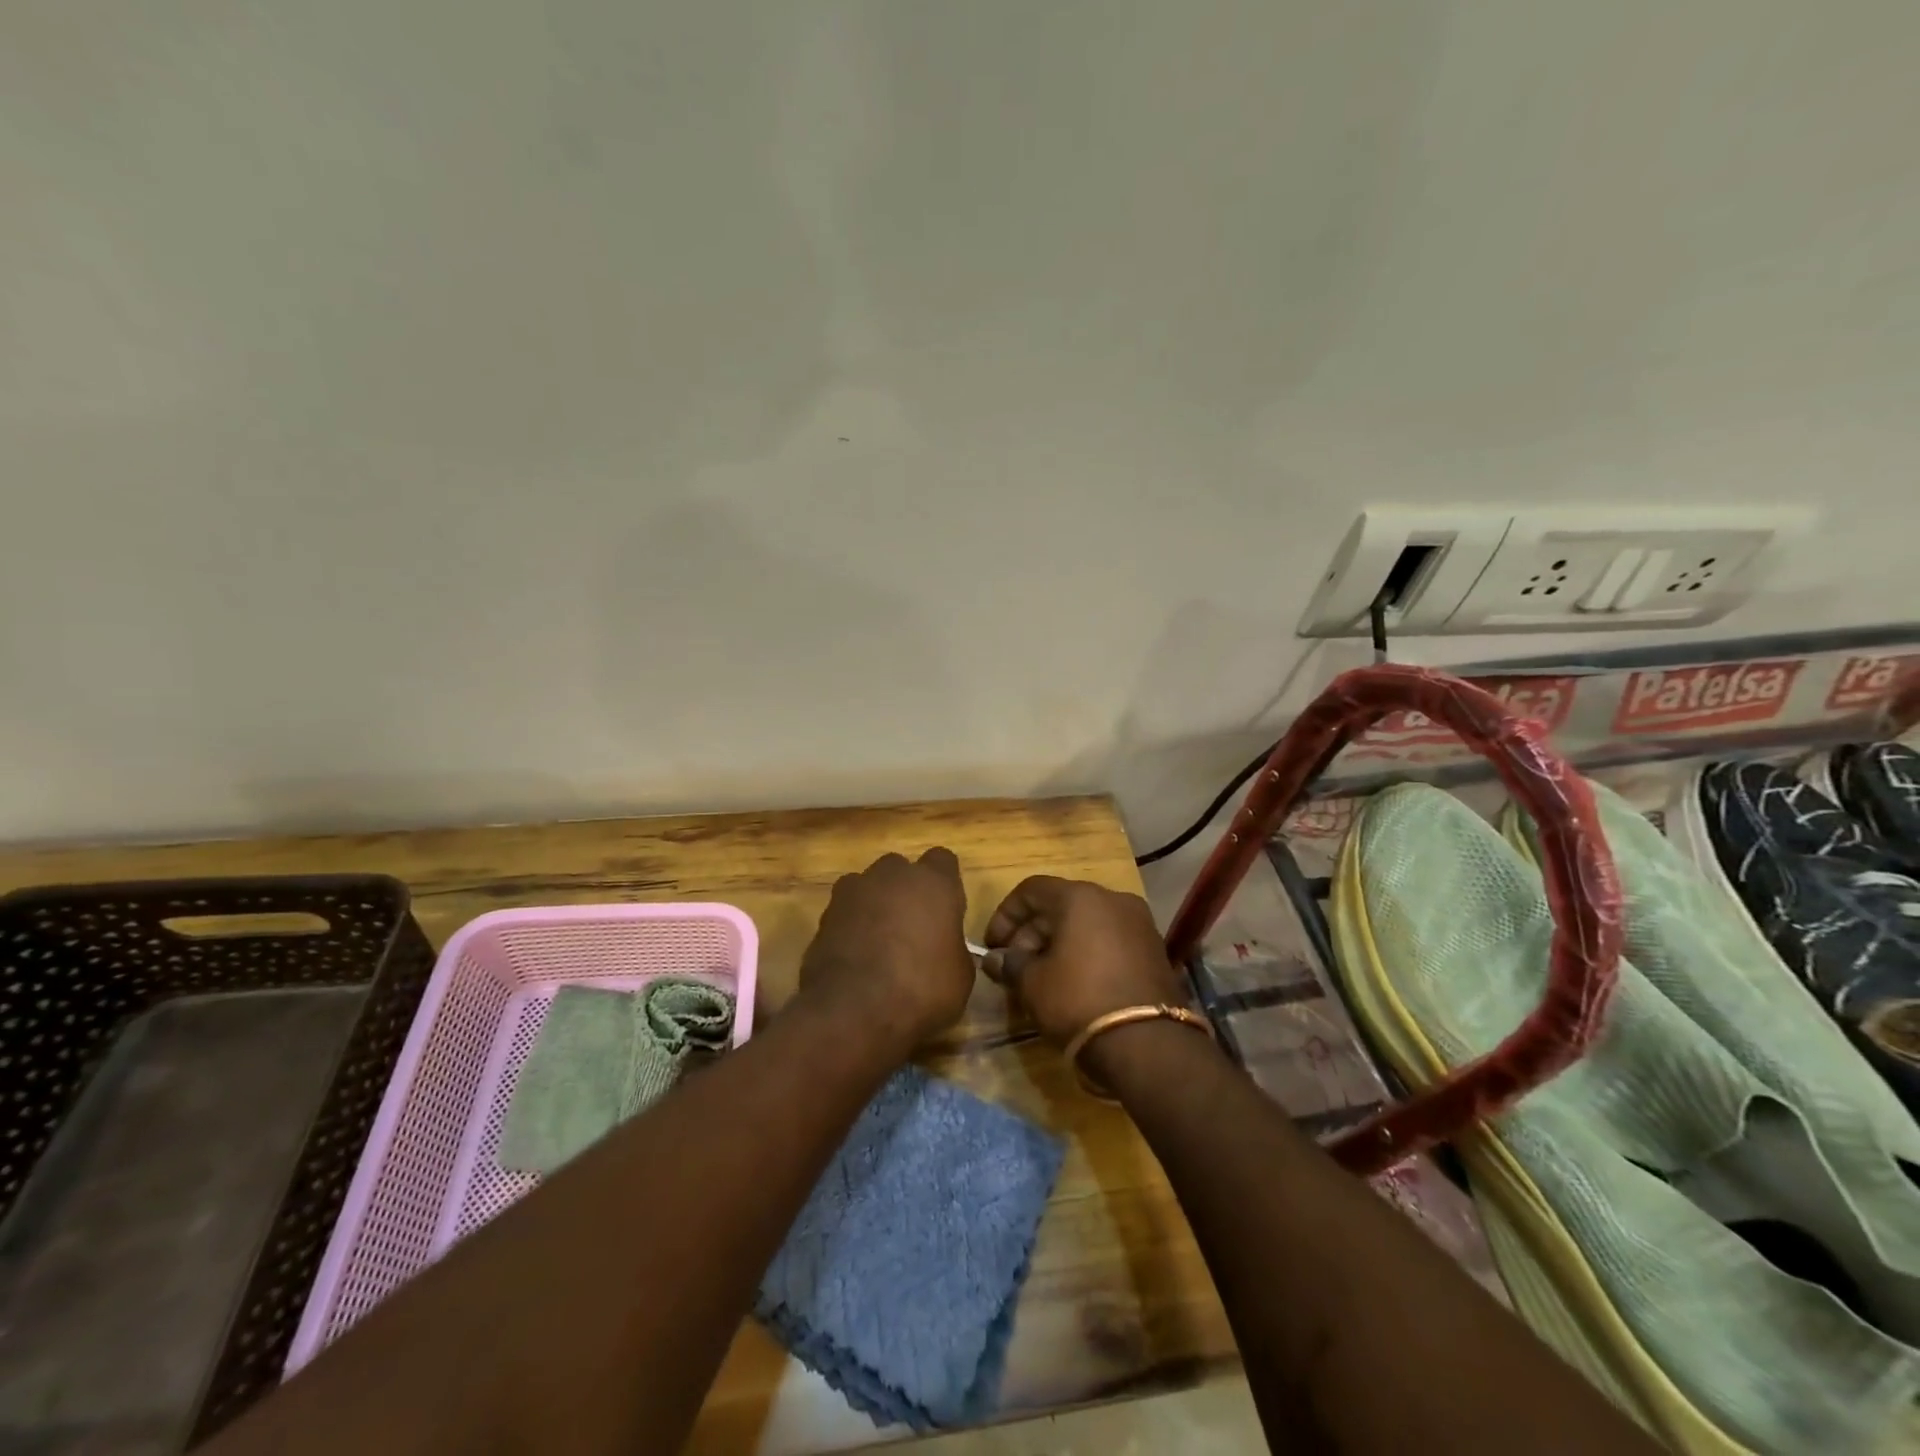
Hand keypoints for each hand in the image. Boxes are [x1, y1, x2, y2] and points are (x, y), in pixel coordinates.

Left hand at [797, 847, 976, 1054]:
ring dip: (875, 906)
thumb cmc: (921, 988)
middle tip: (913, 930)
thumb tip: (943, 949)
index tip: (946, 912)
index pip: (943, 860)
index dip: (945, 885)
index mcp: (934, 882)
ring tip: (879, 944)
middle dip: (906, 891)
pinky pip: (844, 912)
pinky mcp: (824, 914)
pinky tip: (855, 957)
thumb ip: (953, 947)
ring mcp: (853, 891)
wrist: (854, 1009)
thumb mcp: (960, 975)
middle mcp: (892, 874)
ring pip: (868, 887)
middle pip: (901, 870)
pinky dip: (850, 927)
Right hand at [980, 877, 1186, 1045]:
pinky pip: (1109, 940)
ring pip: (1087, 923)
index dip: (1005, 915)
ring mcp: (1139, 923)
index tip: (993, 946)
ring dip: (1059, 944)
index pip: (1032, 890)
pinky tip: (1073, 983)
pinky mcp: (1154, 950)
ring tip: (1041, 977)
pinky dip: (1086, 953)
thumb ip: (1011, 964)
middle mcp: (1113, 899)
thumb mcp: (1033, 984)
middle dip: (1032, 933)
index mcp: (1080, 896)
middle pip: (1061, 905)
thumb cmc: (1079, 1000)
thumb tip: (994, 959)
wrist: (1148, 1044)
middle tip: (1014, 966)